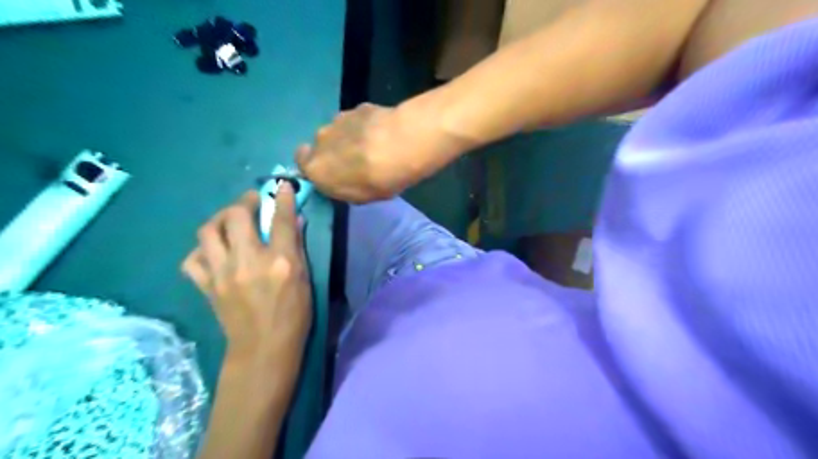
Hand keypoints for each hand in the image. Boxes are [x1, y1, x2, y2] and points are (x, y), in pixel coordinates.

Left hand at [179, 182, 311, 364]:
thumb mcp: (305, 280)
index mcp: (280, 262)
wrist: (264, 349)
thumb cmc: (294, 315)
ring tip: (231, 221)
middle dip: (245, 201)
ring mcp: (222, 274)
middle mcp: (248, 262)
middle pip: (236, 216)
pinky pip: (193, 259)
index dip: (282, 198)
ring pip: (208, 231)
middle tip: (252, 202)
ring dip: (220, 219)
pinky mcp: (207, 286)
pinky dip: (202, 250)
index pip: (280, 220)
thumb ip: (297, 248)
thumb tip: (293, 221)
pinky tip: (214, 251)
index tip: (282, 185)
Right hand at [298, 103, 469, 202]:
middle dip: (334, 151)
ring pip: (338, 130)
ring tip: (373, 146)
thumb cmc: (378, 181)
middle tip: (356, 160)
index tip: (330, 171)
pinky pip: (355, 120)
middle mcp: (319, 141)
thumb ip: (342, 186)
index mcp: (315, 168)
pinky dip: (364, 125)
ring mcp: (337, 120)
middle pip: (321, 145)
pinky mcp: (356, 107)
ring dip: (349, 137)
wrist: (400, 146)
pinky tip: (382, 133)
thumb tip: (340, 179)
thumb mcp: (359, 197)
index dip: (315, 166)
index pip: (302, 162)